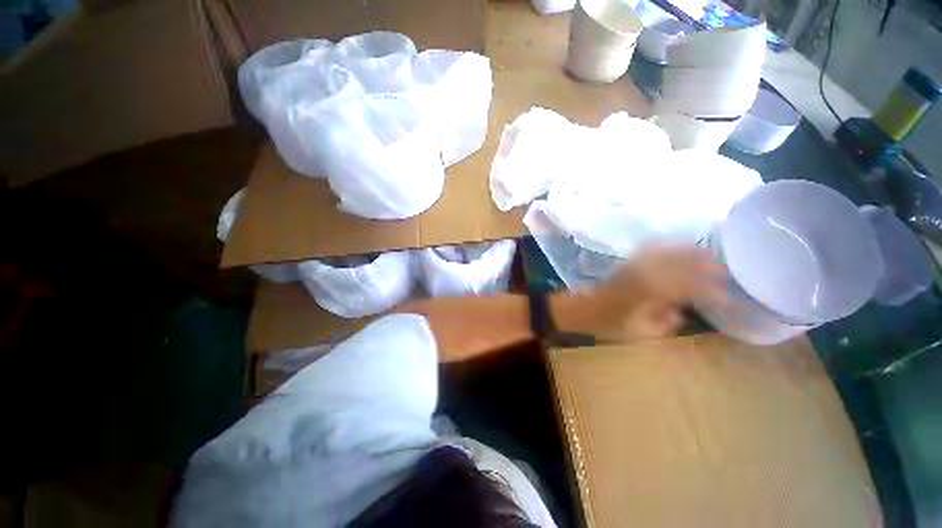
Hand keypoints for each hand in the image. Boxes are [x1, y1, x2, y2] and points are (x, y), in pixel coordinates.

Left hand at [556, 245, 728, 340]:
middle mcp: (643, 276)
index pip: (686, 288)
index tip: (725, 297)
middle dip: (704, 267)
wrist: (581, 309)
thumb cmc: (608, 324)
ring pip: (665, 255)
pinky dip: (663, 246)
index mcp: (649, 295)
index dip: (708, 291)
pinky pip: (647, 250)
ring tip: (707, 253)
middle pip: (679, 266)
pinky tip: (672, 243)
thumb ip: (662, 323)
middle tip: (724, 270)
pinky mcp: (625, 264)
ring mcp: (633, 268)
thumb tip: (681, 313)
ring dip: (688, 253)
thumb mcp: (637, 332)